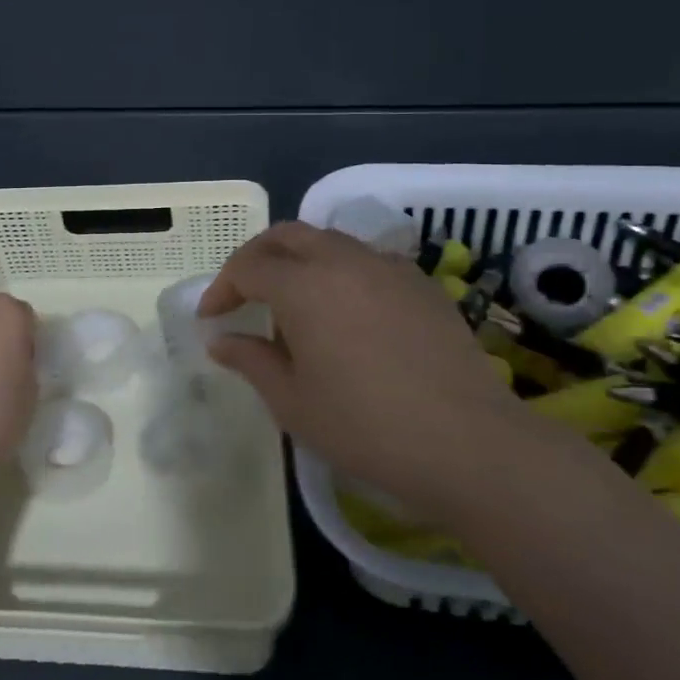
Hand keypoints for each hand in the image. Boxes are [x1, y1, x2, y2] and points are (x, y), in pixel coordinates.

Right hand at [200, 222, 541, 521]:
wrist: (467, 443)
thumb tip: (221, 341)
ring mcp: (388, 268)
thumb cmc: (365, 426)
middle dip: (257, 257)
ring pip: (330, 242)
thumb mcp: (292, 401)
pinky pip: (367, 261)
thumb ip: (251, 360)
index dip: (222, 288)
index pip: (248, 267)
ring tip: (294, 303)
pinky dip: (340, 272)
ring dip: (300, 261)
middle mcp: (343, 261)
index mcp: (304, 285)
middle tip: (243, 293)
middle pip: (287, 235)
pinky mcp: (422, 284)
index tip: (212, 319)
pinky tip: (346, 313)